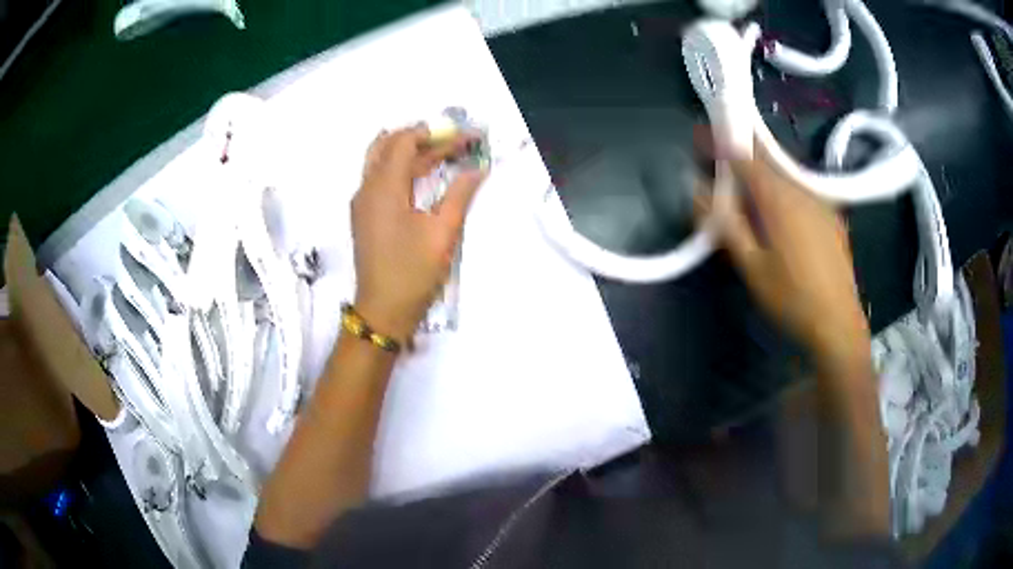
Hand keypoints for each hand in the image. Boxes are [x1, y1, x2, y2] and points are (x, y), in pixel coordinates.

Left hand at [351, 125, 486, 340]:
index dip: (435, 134)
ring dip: (408, 151)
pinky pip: (378, 177)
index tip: (463, 138)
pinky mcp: (363, 215)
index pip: (404, 142)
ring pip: (380, 159)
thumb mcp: (443, 232)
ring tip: (440, 153)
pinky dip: (399, 168)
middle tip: (453, 143)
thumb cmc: (413, 272)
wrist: (383, 310)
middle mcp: (366, 188)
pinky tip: (420, 175)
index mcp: (383, 188)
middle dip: (422, 139)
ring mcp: (361, 202)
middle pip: (389, 145)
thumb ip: (460, 194)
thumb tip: (478, 168)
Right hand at [698, 143, 870, 364]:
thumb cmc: (790, 298)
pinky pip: (801, 191)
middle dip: (741, 155)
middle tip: (721, 162)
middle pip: (766, 161)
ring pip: (785, 175)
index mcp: (778, 198)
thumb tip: (699, 189)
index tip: (700, 134)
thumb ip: (725, 223)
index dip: (720, 142)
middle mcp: (801, 190)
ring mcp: (821, 202)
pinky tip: (780, 213)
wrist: (838, 324)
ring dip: (763, 173)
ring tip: (748, 188)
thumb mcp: (750, 266)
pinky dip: (783, 190)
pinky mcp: (832, 216)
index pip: (743, 156)